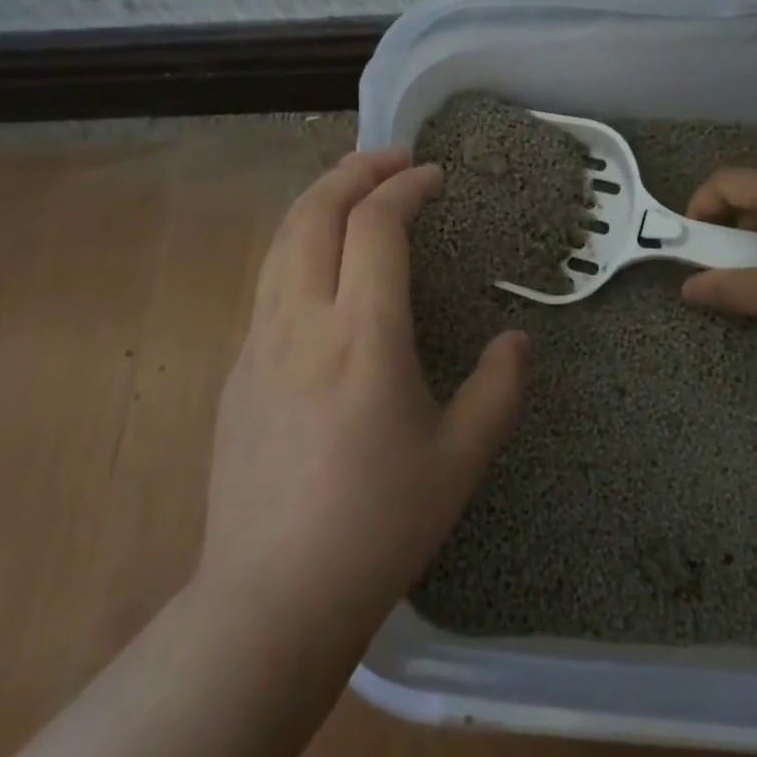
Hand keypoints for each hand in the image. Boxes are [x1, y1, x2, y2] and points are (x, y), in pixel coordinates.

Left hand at [198, 149, 525, 653]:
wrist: (271, 597)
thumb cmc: (377, 524)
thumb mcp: (461, 459)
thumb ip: (499, 390)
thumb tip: (518, 341)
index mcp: (363, 333)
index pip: (376, 224)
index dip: (406, 186)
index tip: (433, 176)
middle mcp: (303, 320)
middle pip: (316, 211)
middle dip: (354, 171)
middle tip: (392, 159)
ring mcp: (260, 342)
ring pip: (282, 239)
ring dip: (320, 199)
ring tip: (354, 191)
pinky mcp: (238, 368)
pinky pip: (267, 280)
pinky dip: (298, 243)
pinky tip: (320, 265)